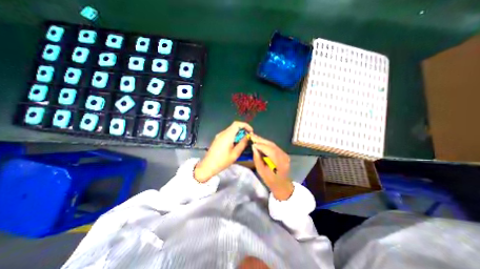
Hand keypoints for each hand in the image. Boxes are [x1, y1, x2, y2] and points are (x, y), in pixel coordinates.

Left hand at [195, 120, 253, 182]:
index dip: (245, 125)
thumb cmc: (222, 161)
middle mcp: (222, 133)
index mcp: (227, 135)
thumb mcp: (235, 154)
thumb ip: (242, 144)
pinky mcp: (217, 139)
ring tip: (243, 140)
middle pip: (234, 126)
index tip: (251, 131)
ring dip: (238, 133)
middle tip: (248, 137)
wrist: (208, 166)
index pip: (237, 124)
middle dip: (243, 129)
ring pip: (231, 130)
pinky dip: (233, 135)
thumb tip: (248, 137)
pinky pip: (227, 134)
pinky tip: (236, 143)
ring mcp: (219, 136)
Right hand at [250, 133, 294, 200]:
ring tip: (255, 137)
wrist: (282, 184)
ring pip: (273, 144)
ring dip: (263, 140)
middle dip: (261, 140)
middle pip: (271, 145)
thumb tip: (254, 147)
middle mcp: (283, 156)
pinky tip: (261, 142)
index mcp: (278, 163)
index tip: (251, 141)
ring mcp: (284, 154)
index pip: (269, 150)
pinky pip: (274, 146)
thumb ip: (257, 158)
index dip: (260, 145)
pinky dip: (267, 143)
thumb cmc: (270, 180)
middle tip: (252, 135)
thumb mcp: (261, 171)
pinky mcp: (284, 153)